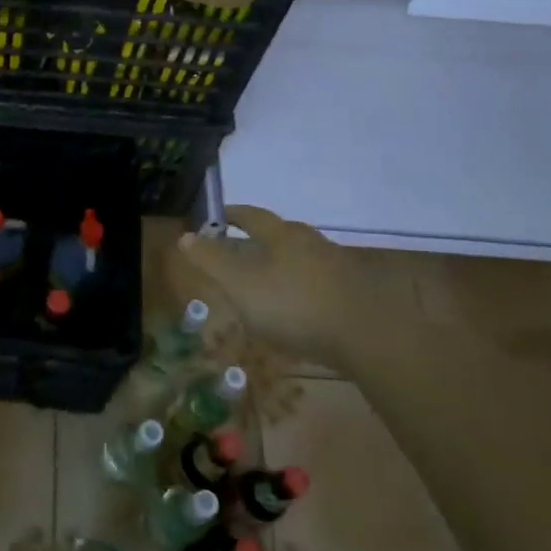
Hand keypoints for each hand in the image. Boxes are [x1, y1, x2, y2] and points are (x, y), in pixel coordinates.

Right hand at [172, 206, 351, 372]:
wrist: (366, 336)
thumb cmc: (293, 305)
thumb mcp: (240, 285)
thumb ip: (212, 261)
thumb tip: (185, 236)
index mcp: (282, 235)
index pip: (252, 216)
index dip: (232, 214)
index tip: (219, 215)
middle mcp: (311, 242)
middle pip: (281, 233)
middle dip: (260, 238)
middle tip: (242, 247)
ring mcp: (337, 266)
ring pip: (302, 256)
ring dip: (283, 262)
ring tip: (268, 279)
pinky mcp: (354, 292)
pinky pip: (319, 281)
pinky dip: (302, 286)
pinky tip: (298, 305)